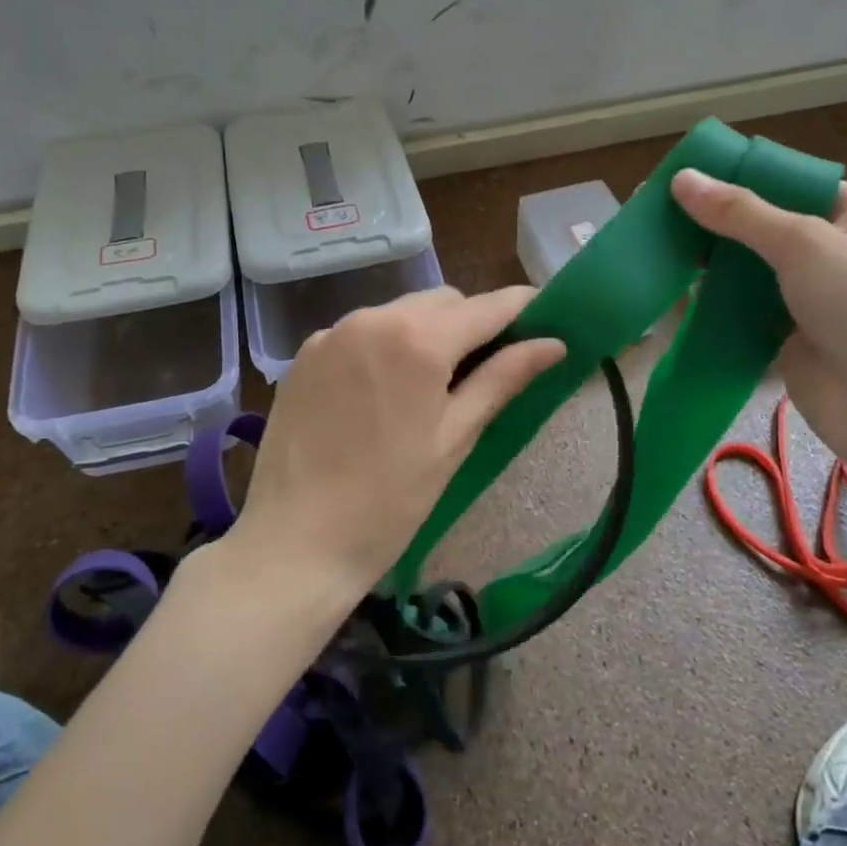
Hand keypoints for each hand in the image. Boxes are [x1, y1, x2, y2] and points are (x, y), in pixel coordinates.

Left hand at [231, 286, 565, 599]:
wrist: (294, 543)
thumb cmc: (388, 501)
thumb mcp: (454, 439)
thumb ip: (502, 380)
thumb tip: (553, 344)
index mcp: (417, 340)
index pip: (486, 307)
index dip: (521, 307)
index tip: (546, 314)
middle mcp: (372, 319)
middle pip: (442, 302)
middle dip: (472, 323)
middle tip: (490, 365)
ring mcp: (332, 333)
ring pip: (400, 312)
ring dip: (428, 331)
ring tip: (434, 383)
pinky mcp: (305, 354)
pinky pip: (362, 331)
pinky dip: (385, 345)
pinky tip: (384, 391)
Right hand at [672, 168, 846, 485]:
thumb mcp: (803, 243)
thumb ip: (740, 213)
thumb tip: (682, 179)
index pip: (788, 184)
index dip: (737, 177)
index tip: (683, 176)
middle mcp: (832, 250)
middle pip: (760, 227)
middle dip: (711, 222)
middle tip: (653, 211)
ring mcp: (807, 297)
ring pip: (745, 271)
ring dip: (704, 264)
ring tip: (650, 247)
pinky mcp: (784, 337)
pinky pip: (739, 311)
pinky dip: (708, 304)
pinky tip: (668, 292)